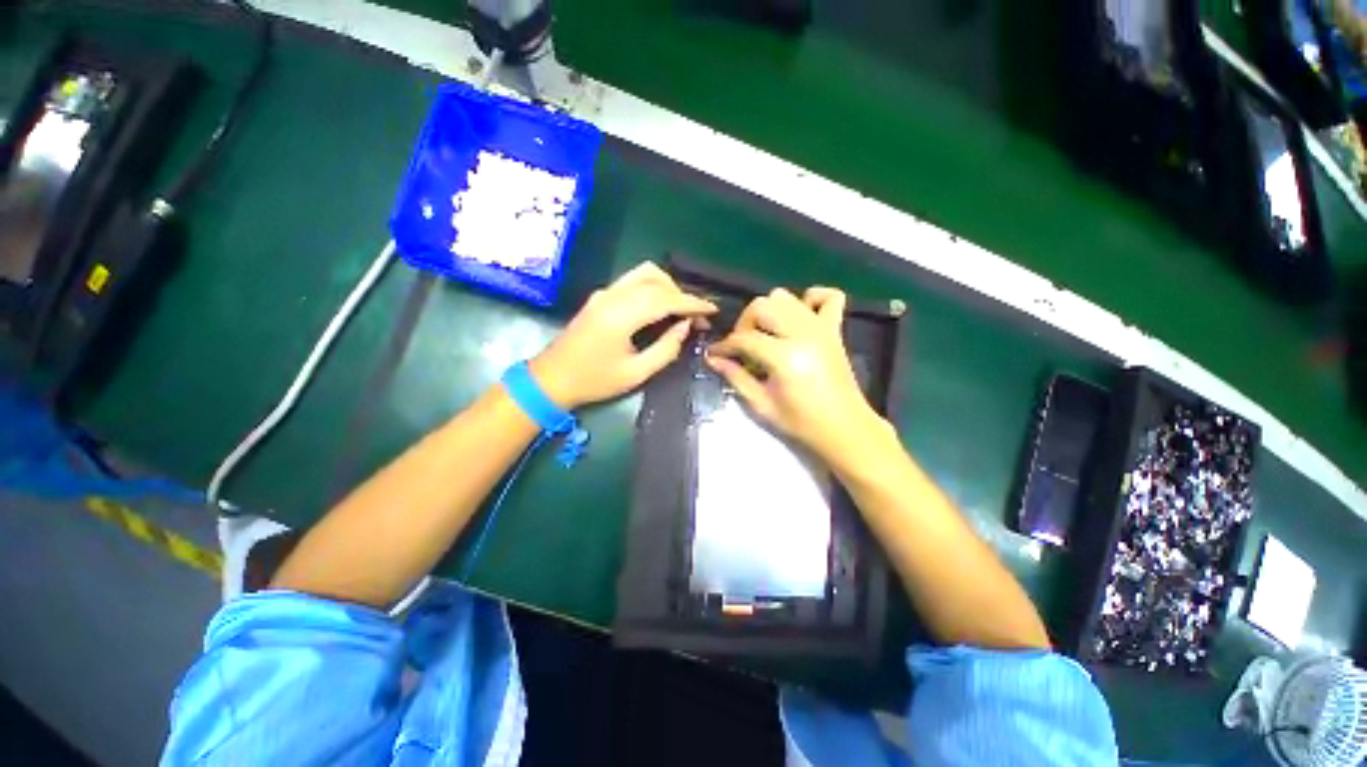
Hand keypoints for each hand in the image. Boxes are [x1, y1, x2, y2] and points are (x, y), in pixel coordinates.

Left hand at [531, 262, 715, 408]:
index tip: (712, 310)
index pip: (665, 299)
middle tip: (698, 318)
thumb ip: (666, 349)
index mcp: (621, 315)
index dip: (692, 303)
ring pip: (644, 273)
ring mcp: (604, 293)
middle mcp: (613, 295)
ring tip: (681, 310)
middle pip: (656, 280)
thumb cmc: (594, 381)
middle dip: (682, 295)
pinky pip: (633, 281)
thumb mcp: (636, 373)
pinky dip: (653, 287)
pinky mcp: (600, 296)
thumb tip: (685, 327)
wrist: (550, 379)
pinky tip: (660, 306)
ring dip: (668, 286)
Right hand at [706, 287, 886, 460]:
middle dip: (744, 324)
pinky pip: (828, 296)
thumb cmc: (801, 422)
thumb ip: (735, 377)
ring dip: (769, 312)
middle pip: (761, 306)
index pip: (744, 338)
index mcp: (784, 356)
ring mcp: (821, 327)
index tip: (714, 354)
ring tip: (766, 336)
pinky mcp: (835, 329)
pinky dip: (811, 299)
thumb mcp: (761, 405)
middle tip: (743, 347)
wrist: (844, 429)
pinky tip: (800, 317)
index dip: (724, 346)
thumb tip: (713, 358)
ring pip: (785, 297)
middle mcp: (803, 334)